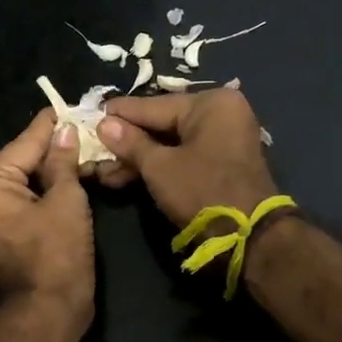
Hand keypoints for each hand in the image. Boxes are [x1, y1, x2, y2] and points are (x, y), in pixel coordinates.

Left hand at [0, 109, 94, 315]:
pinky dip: (44, 192)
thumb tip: (65, 131)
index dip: (52, 125)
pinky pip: (22, 202)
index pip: (25, 142)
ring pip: (23, 182)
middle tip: (85, 130)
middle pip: (21, 161)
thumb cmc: (56, 255)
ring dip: (52, 171)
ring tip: (84, 150)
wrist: (46, 314)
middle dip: (54, 148)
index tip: (70, 105)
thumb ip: (63, 161)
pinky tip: (71, 179)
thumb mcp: (66, 201)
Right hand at [97, 90, 279, 226]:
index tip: (91, 114)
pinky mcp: (222, 164)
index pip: (153, 106)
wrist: (251, 238)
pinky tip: (125, 178)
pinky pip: (183, 157)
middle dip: (127, 143)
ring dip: (138, 159)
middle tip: (95, 149)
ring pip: (170, 144)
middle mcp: (221, 114)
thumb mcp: (159, 167)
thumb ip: (130, 143)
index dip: (119, 115)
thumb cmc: (203, 191)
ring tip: (103, 172)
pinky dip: (158, 167)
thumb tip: (103, 123)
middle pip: (161, 124)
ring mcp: (224, 140)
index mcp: (211, 103)